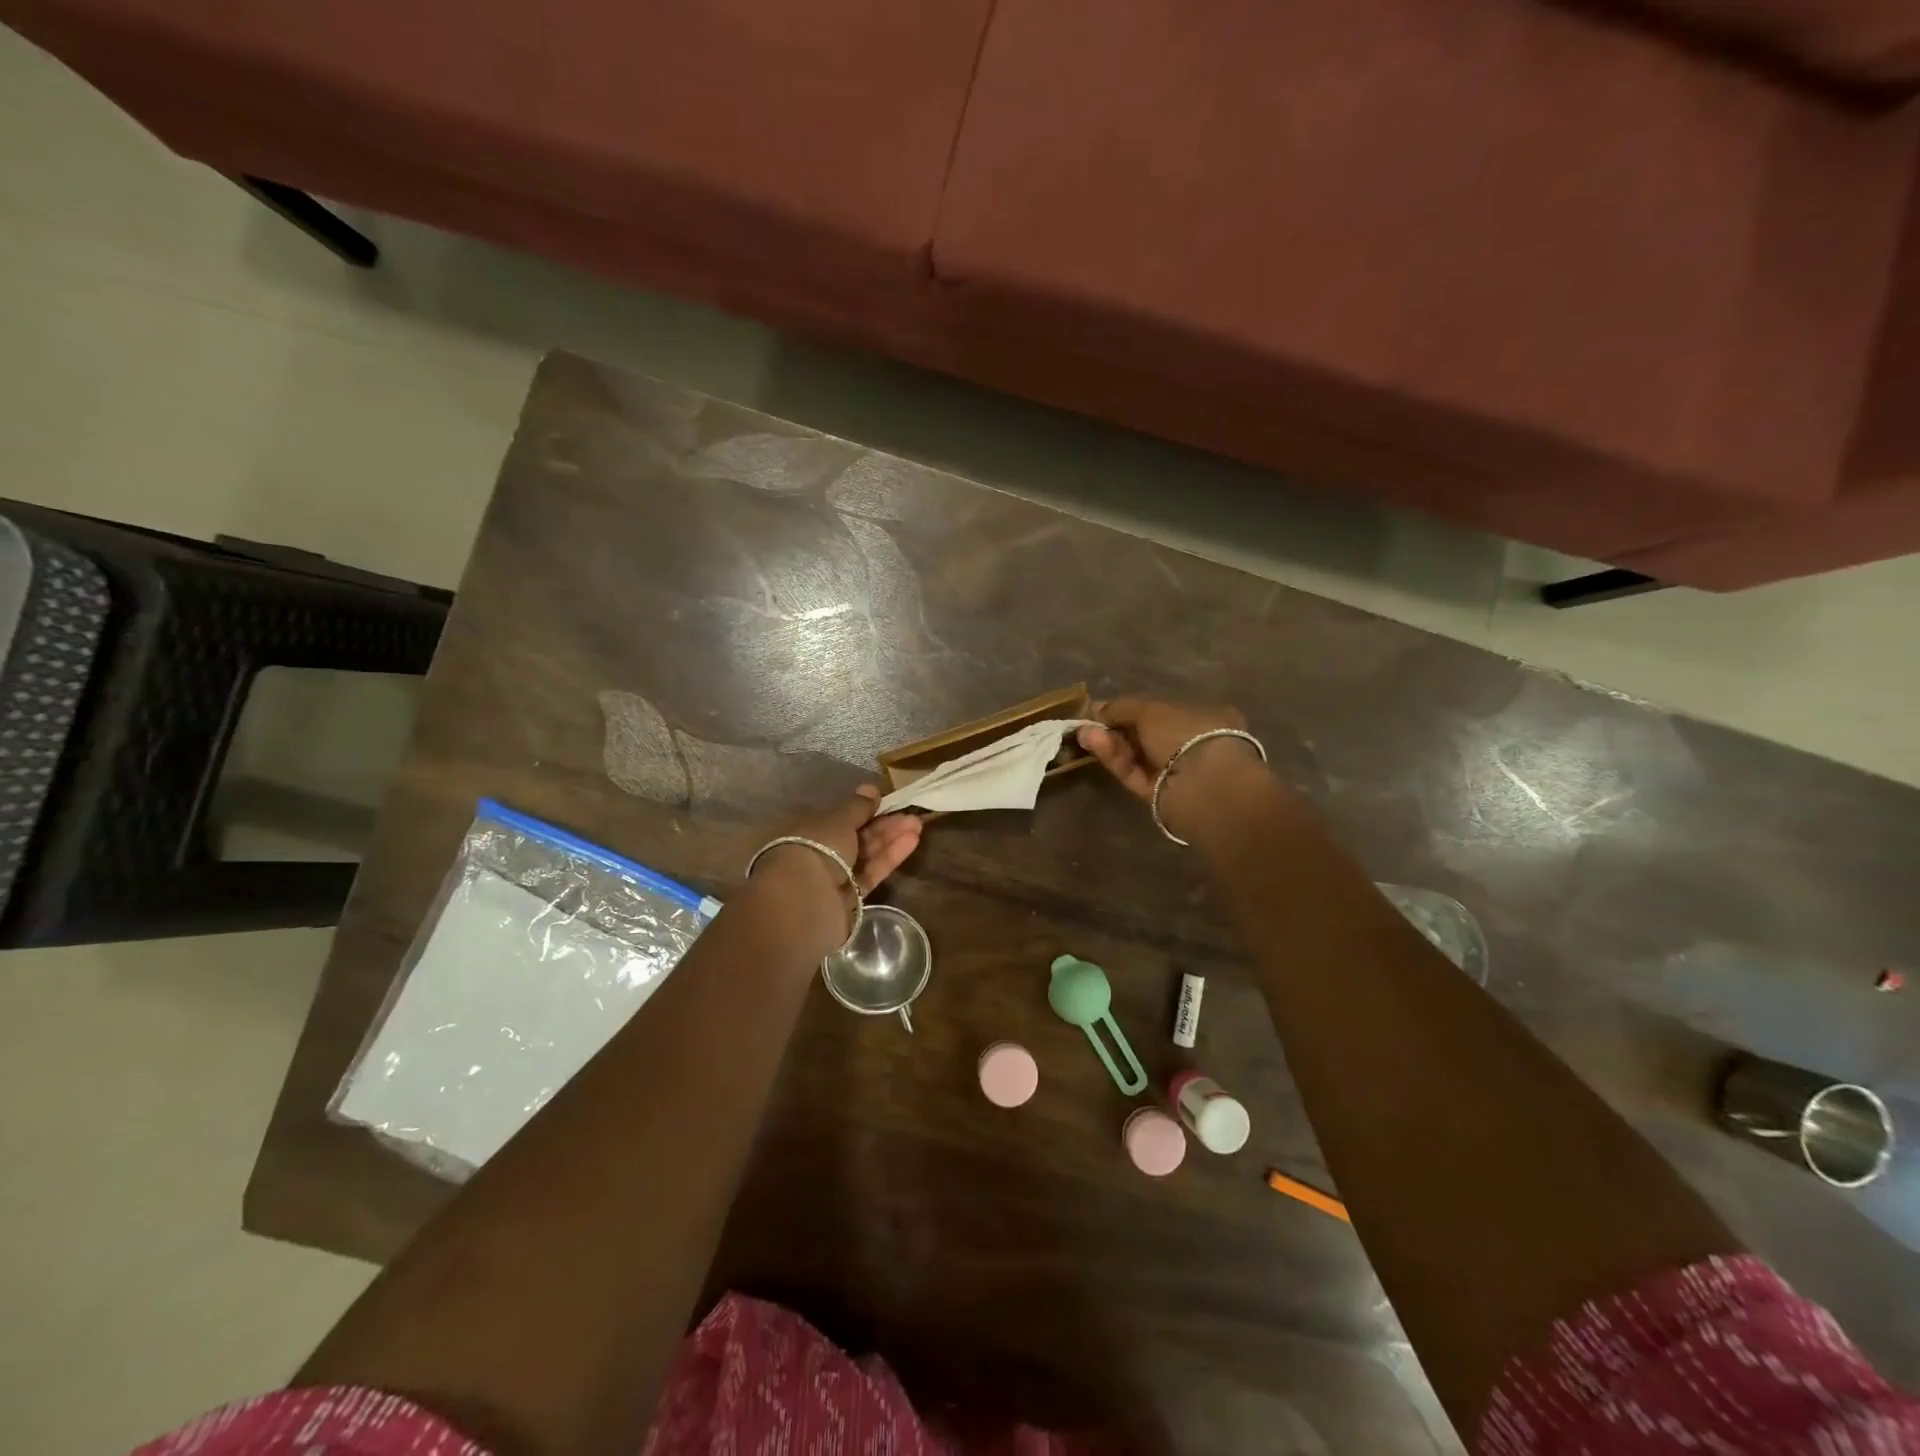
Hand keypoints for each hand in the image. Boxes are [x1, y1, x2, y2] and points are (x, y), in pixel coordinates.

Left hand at [750, 786, 922, 950]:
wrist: (807, 898)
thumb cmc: (817, 846)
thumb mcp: (839, 819)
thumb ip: (858, 806)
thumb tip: (870, 789)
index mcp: (806, 830)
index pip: (838, 818)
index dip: (862, 810)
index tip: (884, 802)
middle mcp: (818, 853)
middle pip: (855, 837)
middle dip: (883, 825)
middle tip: (910, 815)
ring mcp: (833, 878)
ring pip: (865, 855)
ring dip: (890, 839)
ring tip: (917, 825)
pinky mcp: (850, 898)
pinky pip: (870, 873)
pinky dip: (889, 858)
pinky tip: (910, 842)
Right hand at [1077, 697, 1263, 836]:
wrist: (1204, 785)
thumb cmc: (1185, 733)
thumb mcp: (1150, 709)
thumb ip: (1121, 708)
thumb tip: (1096, 707)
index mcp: (1203, 716)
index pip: (1162, 711)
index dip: (1132, 710)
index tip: (1104, 710)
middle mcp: (1193, 744)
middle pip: (1146, 735)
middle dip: (1116, 728)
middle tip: (1088, 724)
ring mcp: (1178, 772)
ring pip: (1138, 756)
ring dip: (1111, 744)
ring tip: (1085, 734)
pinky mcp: (1162, 795)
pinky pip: (1136, 774)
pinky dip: (1116, 761)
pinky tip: (1095, 746)